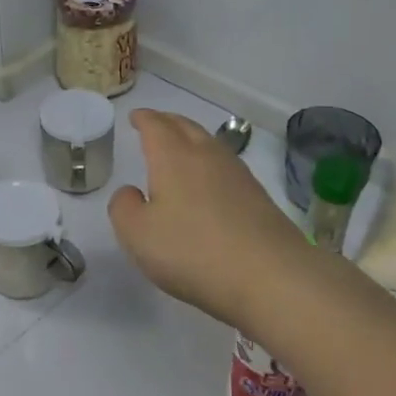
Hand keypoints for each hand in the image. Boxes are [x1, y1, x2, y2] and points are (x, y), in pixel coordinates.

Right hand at [108, 109, 312, 327]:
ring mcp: (238, 176)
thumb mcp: (138, 234)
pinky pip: (227, 168)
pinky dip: (211, 165)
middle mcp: (207, 157)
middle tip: (155, 124)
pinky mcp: (259, 199)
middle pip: (186, 127)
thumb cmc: (193, 251)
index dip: (144, 119)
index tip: (135, 117)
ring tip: (180, 149)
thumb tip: (131, 192)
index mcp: (174, 158)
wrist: (272, 277)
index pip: (156, 126)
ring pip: (210, 145)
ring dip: (192, 140)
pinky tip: (209, 183)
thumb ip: (124, 208)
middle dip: (168, 122)